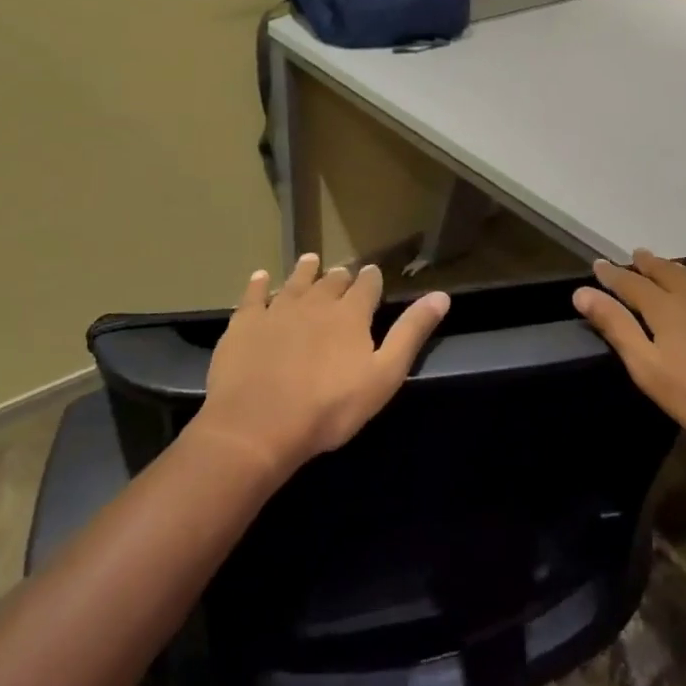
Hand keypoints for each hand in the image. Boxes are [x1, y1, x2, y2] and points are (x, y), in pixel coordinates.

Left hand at [187, 254, 449, 477]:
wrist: (257, 426)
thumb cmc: (330, 407)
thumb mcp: (384, 375)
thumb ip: (411, 333)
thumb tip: (441, 295)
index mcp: (351, 315)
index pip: (367, 286)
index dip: (371, 279)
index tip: (373, 273)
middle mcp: (316, 303)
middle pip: (331, 282)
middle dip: (339, 276)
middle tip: (342, 272)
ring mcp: (277, 311)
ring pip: (295, 282)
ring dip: (304, 271)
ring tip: (310, 260)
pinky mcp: (244, 325)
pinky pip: (253, 297)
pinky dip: (258, 285)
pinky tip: (259, 278)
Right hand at [572, 249, 685, 458]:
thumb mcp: (648, 368)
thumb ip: (616, 327)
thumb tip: (582, 292)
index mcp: (665, 307)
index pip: (630, 283)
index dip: (612, 274)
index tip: (597, 265)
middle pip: (665, 271)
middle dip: (646, 264)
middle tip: (634, 256)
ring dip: (675, 269)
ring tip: (665, 267)